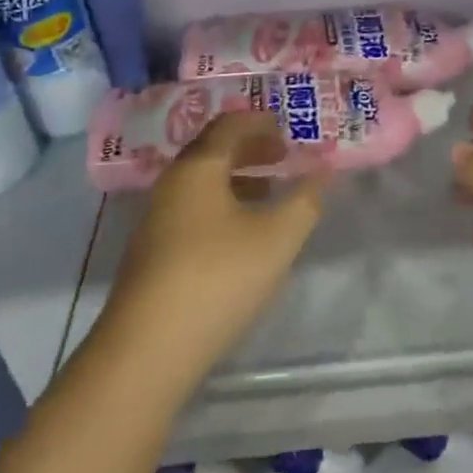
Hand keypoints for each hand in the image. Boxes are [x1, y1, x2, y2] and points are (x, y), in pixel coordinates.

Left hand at [99, 111, 326, 399]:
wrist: (148, 349)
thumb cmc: (219, 277)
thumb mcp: (277, 238)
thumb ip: (305, 200)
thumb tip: (323, 170)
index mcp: (198, 167)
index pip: (229, 125)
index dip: (261, 123)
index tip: (289, 131)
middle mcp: (172, 184)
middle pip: (212, 151)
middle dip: (250, 149)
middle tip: (283, 157)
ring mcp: (157, 218)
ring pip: (201, 182)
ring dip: (237, 179)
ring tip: (269, 194)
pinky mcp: (153, 251)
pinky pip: (193, 209)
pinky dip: (221, 205)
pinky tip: (241, 234)